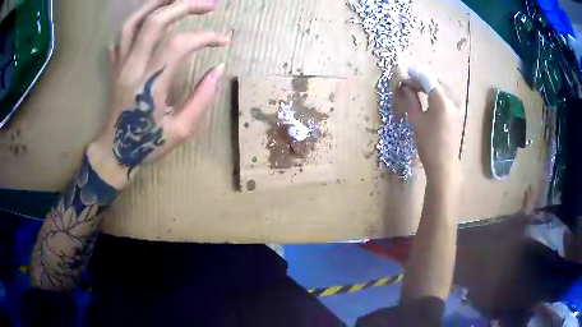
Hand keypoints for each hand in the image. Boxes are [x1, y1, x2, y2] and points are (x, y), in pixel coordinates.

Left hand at [88, 0, 230, 188]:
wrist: (114, 151)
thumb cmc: (147, 143)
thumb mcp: (181, 131)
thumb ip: (202, 98)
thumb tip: (219, 69)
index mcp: (149, 84)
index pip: (180, 44)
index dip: (206, 37)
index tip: (223, 41)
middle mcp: (132, 66)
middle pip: (156, 21)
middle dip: (186, 5)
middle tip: (210, 4)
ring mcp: (120, 63)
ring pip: (134, 20)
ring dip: (159, 3)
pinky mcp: (115, 64)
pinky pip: (122, 33)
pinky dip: (139, 18)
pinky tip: (153, 15)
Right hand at [392, 66, 462, 181]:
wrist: (444, 166)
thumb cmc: (428, 144)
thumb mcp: (416, 121)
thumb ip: (411, 101)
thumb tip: (405, 88)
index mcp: (441, 101)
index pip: (427, 80)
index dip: (415, 75)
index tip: (405, 72)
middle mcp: (451, 101)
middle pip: (436, 83)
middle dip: (422, 80)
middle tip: (409, 84)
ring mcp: (455, 108)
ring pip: (441, 90)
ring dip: (429, 87)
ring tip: (416, 91)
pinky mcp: (456, 116)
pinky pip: (445, 99)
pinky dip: (435, 95)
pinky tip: (428, 100)